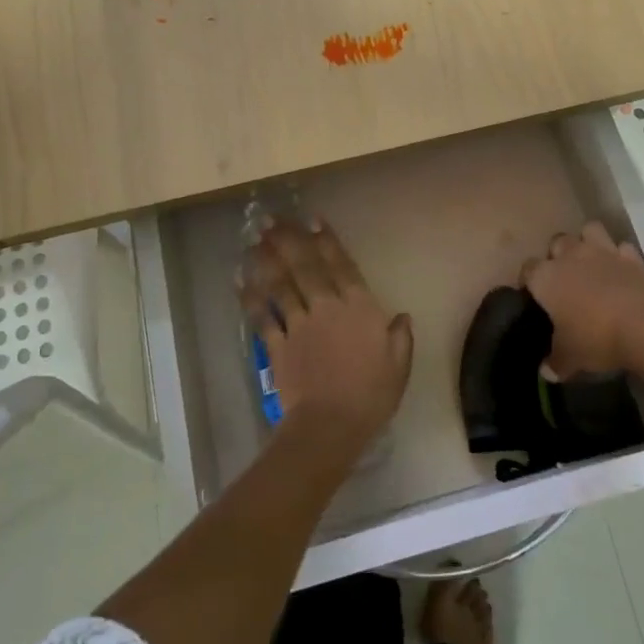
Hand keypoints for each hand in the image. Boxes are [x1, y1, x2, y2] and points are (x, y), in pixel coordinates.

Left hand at [239, 218, 412, 450]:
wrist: (330, 424)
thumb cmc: (371, 395)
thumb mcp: (399, 365)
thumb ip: (400, 337)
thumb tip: (402, 316)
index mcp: (359, 308)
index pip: (342, 266)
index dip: (327, 241)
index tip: (312, 219)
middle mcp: (327, 307)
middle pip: (305, 266)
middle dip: (288, 239)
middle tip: (270, 218)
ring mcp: (299, 324)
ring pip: (281, 284)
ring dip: (267, 260)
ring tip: (254, 240)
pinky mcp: (277, 345)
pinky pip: (263, 316)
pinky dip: (251, 298)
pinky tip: (240, 281)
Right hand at [521, 221, 643, 379]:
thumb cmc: (596, 339)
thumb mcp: (570, 357)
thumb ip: (555, 361)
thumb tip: (546, 371)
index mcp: (546, 277)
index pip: (527, 269)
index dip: (528, 281)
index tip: (533, 295)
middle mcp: (570, 256)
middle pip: (557, 242)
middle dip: (557, 255)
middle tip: (564, 278)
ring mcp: (603, 252)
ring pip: (589, 231)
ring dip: (587, 242)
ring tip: (591, 263)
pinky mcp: (632, 257)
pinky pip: (621, 247)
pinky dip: (620, 256)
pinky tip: (621, 272)